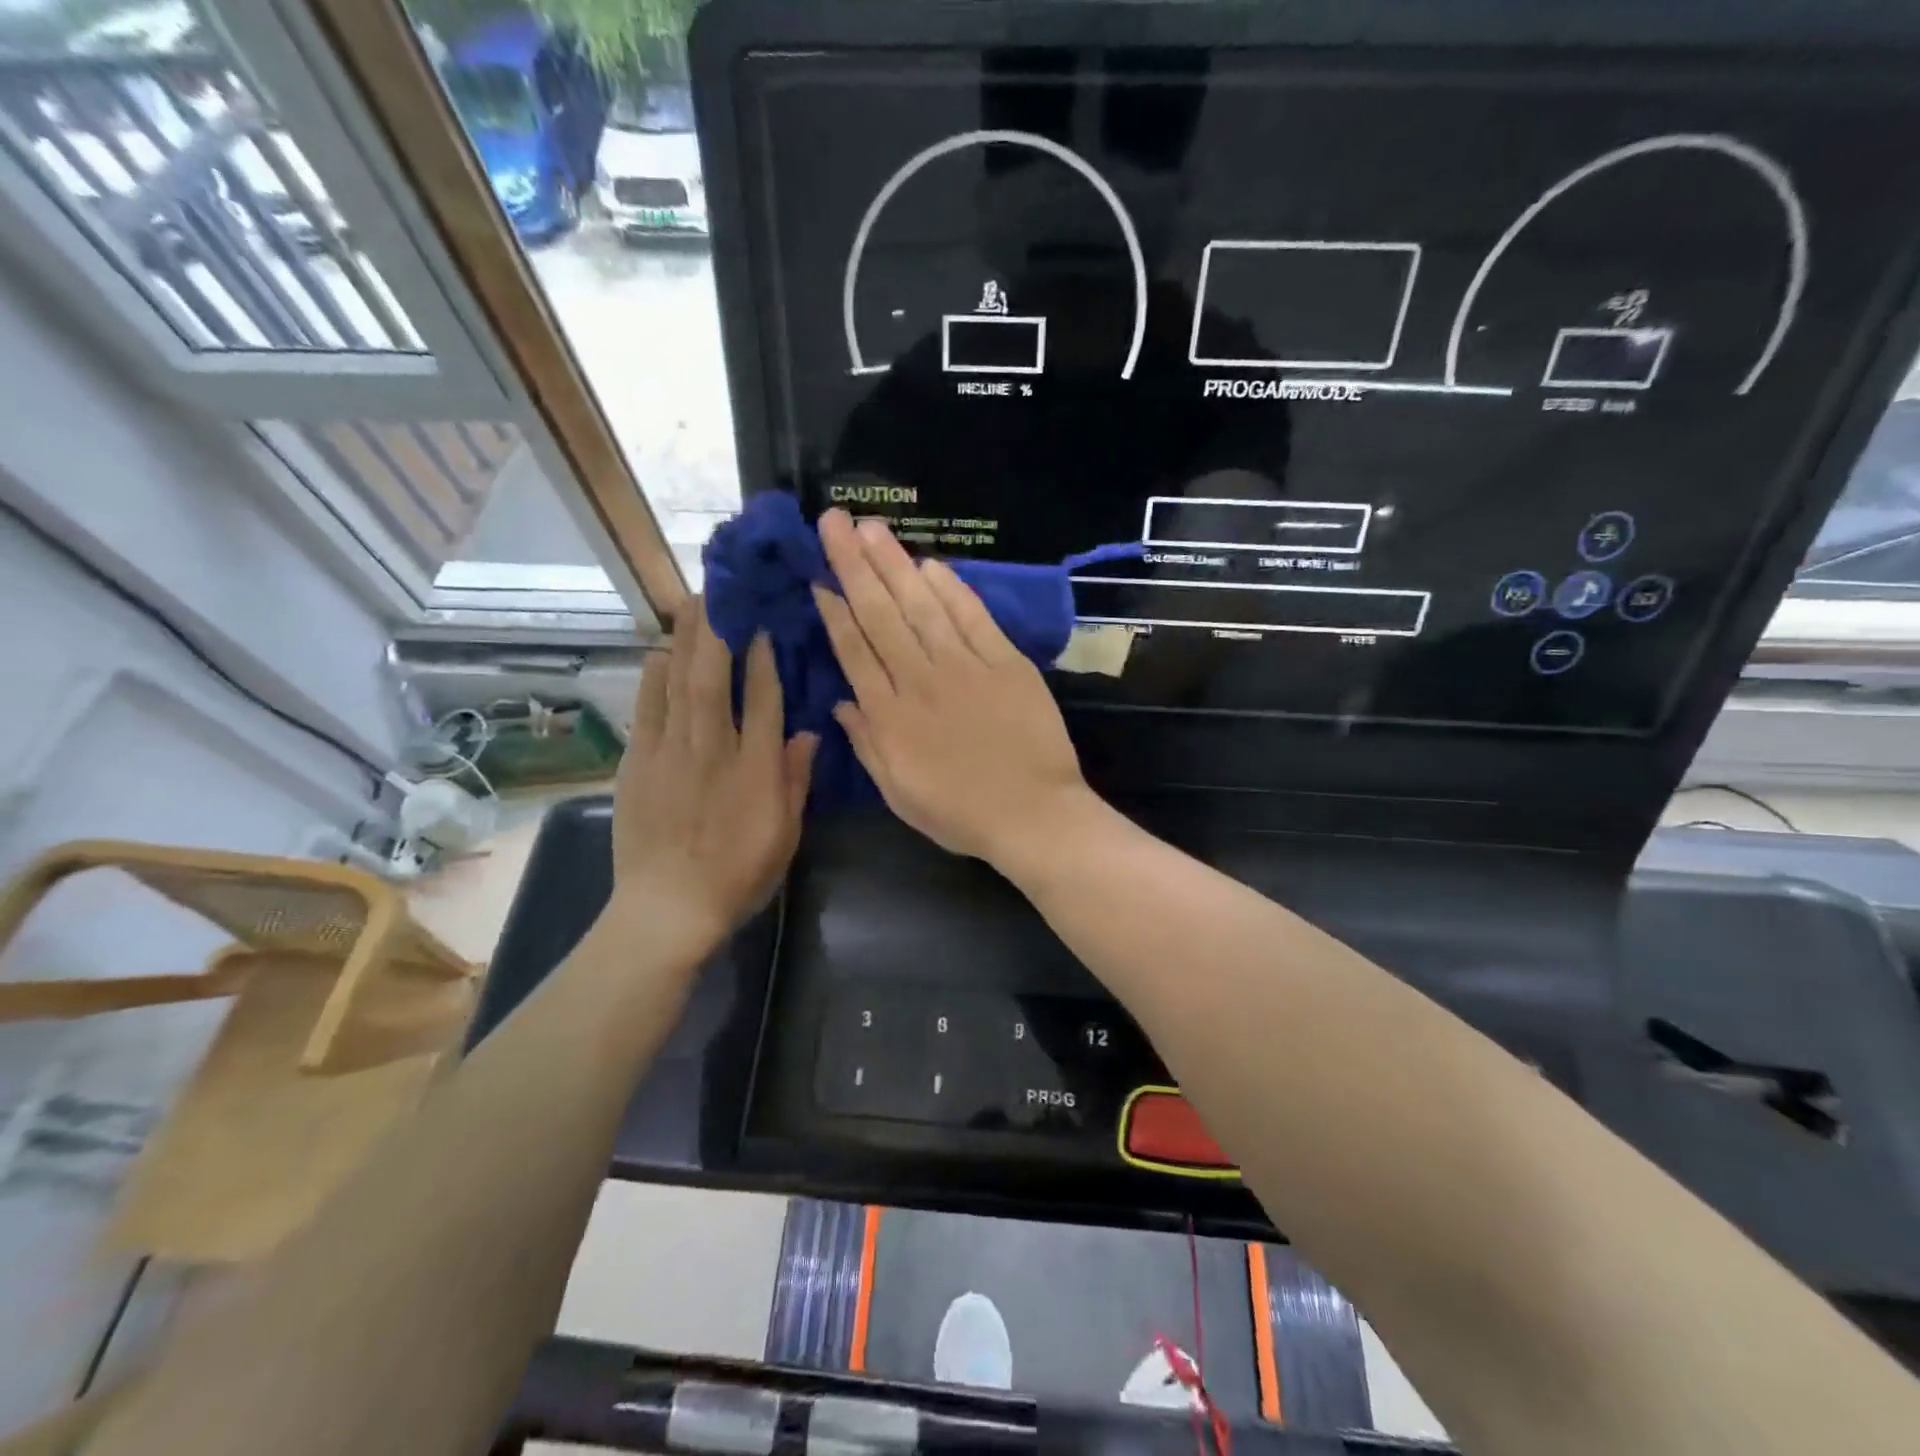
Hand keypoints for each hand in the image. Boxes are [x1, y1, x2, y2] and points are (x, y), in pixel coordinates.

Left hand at [612, 597, 816, 951]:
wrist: (668, 909)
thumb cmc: (738, 874)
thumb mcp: (785, 834)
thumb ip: (796, 780)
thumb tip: (808, 731)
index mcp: (755, 768)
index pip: (764, 699)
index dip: (765, 657)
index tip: (764, 622)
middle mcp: (712, 749)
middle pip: (714, 676)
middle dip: (717, 630)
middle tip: (719, 591)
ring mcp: (669, 753)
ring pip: (677, 683)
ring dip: (684, 640)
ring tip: (690, 605)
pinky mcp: (637, 763)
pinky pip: (646, 708)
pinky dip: (652, 676)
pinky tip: (658, 653)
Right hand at [812, 510, 1092, 863]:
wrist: (1033, 816)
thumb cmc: (961, 813)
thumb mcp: (898, 793)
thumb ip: (867, 744)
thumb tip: (840, 702)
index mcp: (889, 717)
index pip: (853, 651)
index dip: (833, 611)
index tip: (818, 576)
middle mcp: (919, 681)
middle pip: (880, 615)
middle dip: (853, 565)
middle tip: (833, 521)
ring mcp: (965, 667)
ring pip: (921, 606)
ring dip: (894, 563)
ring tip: (870, 527)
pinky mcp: (1005, 662)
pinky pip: (972, 618)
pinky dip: (951, 589)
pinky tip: (929, 564)